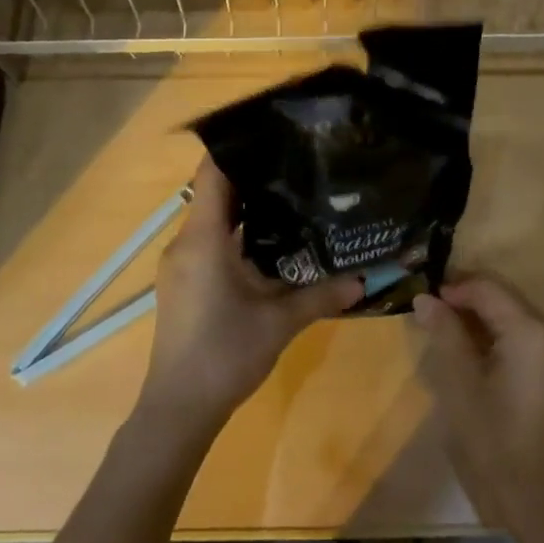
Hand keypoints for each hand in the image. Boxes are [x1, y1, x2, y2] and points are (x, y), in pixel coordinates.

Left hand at [136, 158, 360, 443]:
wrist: (179, 408)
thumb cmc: (224, 354)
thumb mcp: (279, 323)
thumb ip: (321, 296)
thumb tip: (365, 280)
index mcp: (203, 240)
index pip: (212, 175)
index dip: (238, 149)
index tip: (273, 134)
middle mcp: (185, 243)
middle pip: (215, 193)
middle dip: (253, 177)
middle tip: (297, 164)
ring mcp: (181, 264)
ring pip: (213, 220)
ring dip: (247, 208)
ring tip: (292, 197)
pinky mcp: (183, 283)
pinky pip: (209, 242)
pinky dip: (237, 234)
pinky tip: (272, 244)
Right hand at [413, 276, 543, 525]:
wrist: (533, 493)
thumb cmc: (491, 436)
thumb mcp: (459, 381)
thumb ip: (444, 332)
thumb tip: (426, 298)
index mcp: (530, 330)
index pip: (488, 287)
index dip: (453, 287)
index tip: (423, 300)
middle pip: (502, 297)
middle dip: (465, 299)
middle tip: (429, 311)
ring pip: (510, 316)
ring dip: (477, 317)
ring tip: (442, 330)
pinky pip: (519, 337)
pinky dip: (492, 336)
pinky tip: (467, 351)